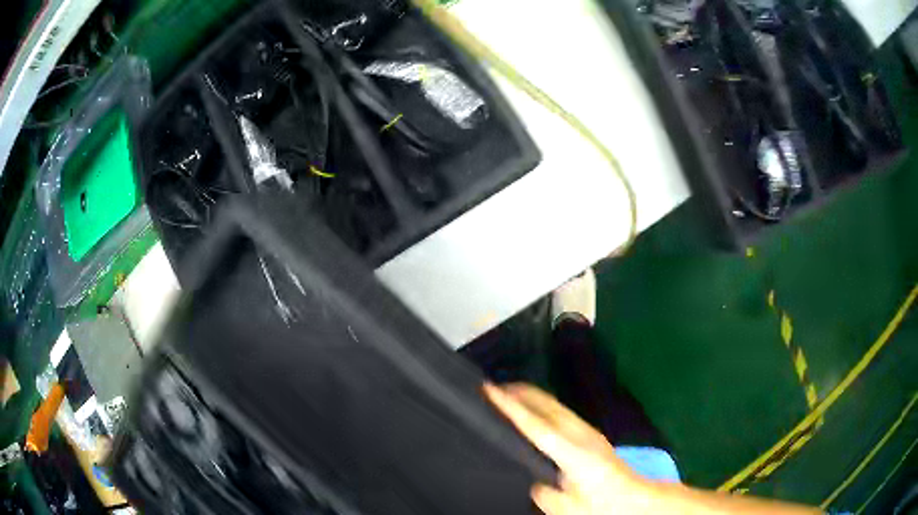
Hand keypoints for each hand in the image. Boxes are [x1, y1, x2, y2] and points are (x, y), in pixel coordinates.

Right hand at [483, 383, 654, 513]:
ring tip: (512, 394)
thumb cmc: (604, 505)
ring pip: (557, 406)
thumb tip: (534, 483)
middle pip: (548, 406)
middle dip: (522, 392)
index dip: (511, 408)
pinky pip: (562, 413)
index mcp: (573, 453)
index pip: (536, 426)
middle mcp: (582, 435)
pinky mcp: (592, 435)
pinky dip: (544, 406)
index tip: (491, 390)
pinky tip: (538, 412)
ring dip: (533, 397)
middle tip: (495, 386)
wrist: (638, 499)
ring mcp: (589, 432)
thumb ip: (546, 496)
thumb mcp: (569, 509)